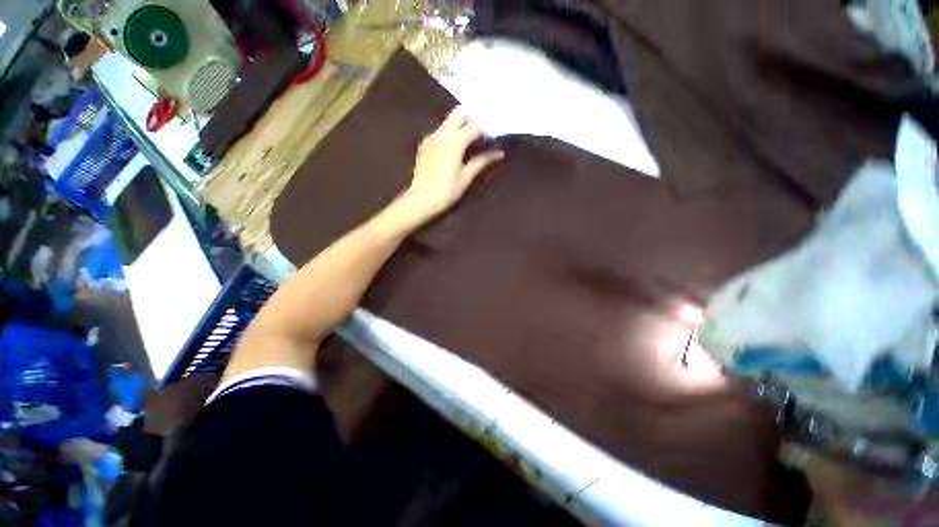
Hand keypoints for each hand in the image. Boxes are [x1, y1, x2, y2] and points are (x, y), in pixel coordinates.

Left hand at [401, 106, 504, 220]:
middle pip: (459, 113)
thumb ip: (482, 161)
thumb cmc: (447, 191)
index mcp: (454, 141)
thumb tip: (499, 153)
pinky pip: (440, 131)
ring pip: (448, 121)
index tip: (492, 138)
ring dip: (460, 126)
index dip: (485, 130)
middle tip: (480, 135)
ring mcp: (431, 137)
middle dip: (471, 120)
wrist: (421, 200)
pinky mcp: (424, 144)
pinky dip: (450, 134)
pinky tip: (454, 149)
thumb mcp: (467, 177)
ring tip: (469, 143)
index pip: (474, 126)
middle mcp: (441, 133)